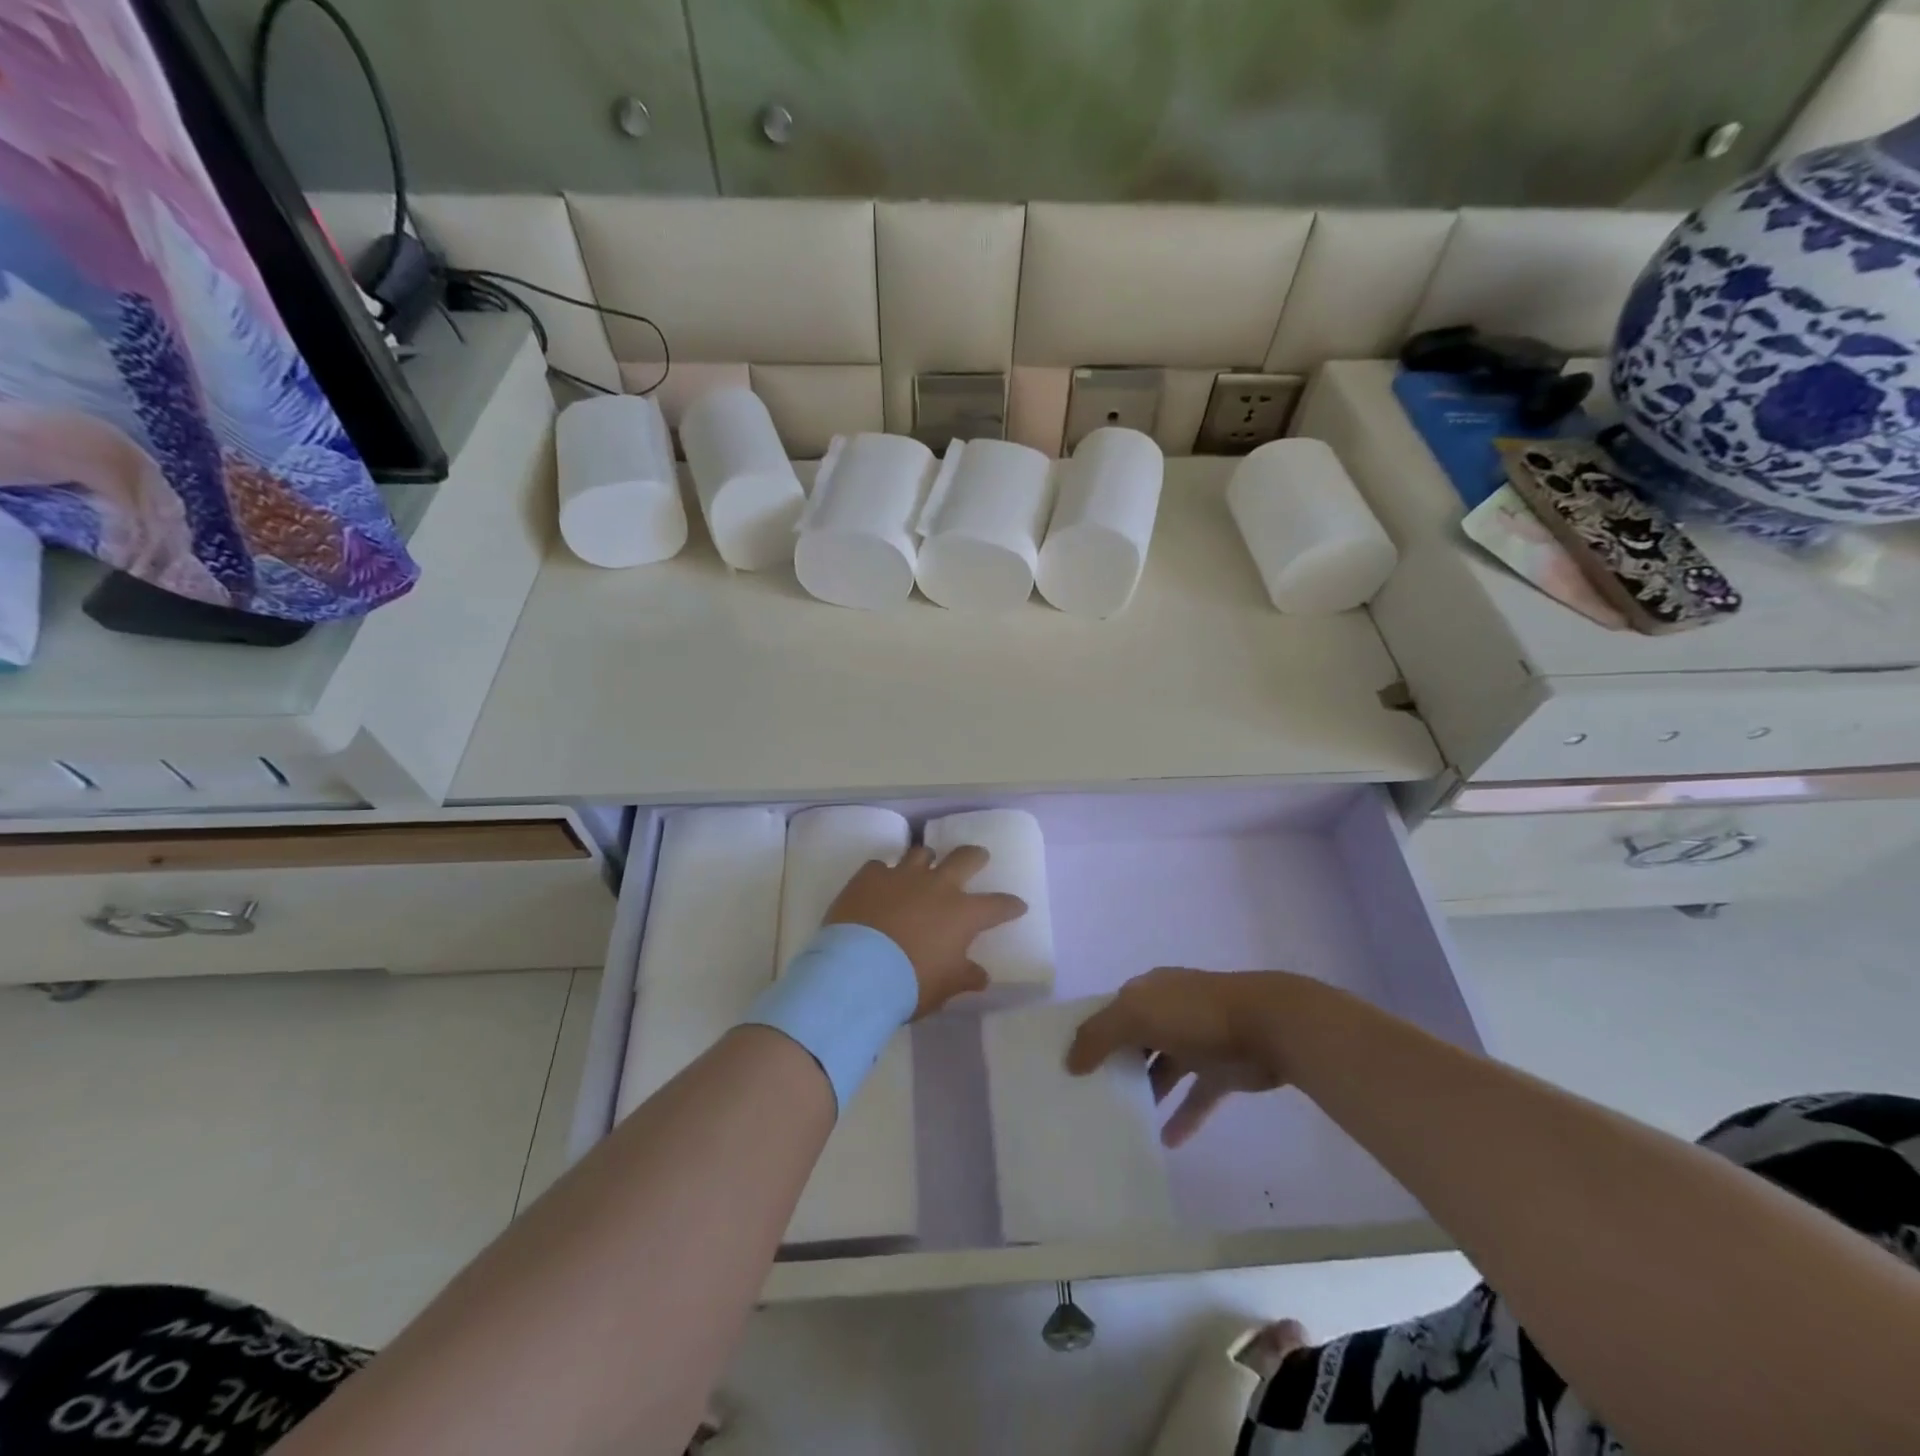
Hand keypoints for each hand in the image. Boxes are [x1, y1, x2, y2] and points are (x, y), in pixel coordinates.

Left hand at [824, 845, 1026, 1018]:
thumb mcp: (944, 987)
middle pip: (965, 858)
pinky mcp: (869, 876)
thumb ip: (964, 977)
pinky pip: (880, 866)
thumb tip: (981, 976)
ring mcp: (902, 876)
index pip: (998, 905)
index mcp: (962, 914)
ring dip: (926, 860)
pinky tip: (879, 883)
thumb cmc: (910, 983)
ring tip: (924, 865)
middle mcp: (937, 886)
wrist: (857, 972)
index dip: (1010, 905)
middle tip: (978, 857)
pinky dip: (883, 874)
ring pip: (921, 853)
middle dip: (975, 857)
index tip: (1018, 905)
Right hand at [1067, 968, 1299, 1146]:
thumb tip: (1069, 1062)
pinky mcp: (1221, 1071)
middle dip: (1114, 1064)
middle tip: (1089, 1098)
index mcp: (1148, 991)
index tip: (1068, 1064)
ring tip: (1120, 1121)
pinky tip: (1166, 1141)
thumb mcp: (1136, 1015)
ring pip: (1163, 1069)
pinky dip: (1183, 1118)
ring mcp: (1197, 1041)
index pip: (1111, 1010)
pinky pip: (1195, 1097)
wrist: (1268, 1025)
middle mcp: (1169, 1012)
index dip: (1090, 1033)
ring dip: (1146, 1092)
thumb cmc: (1195, 1014)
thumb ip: (1098, 1035)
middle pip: (1134, 1040)